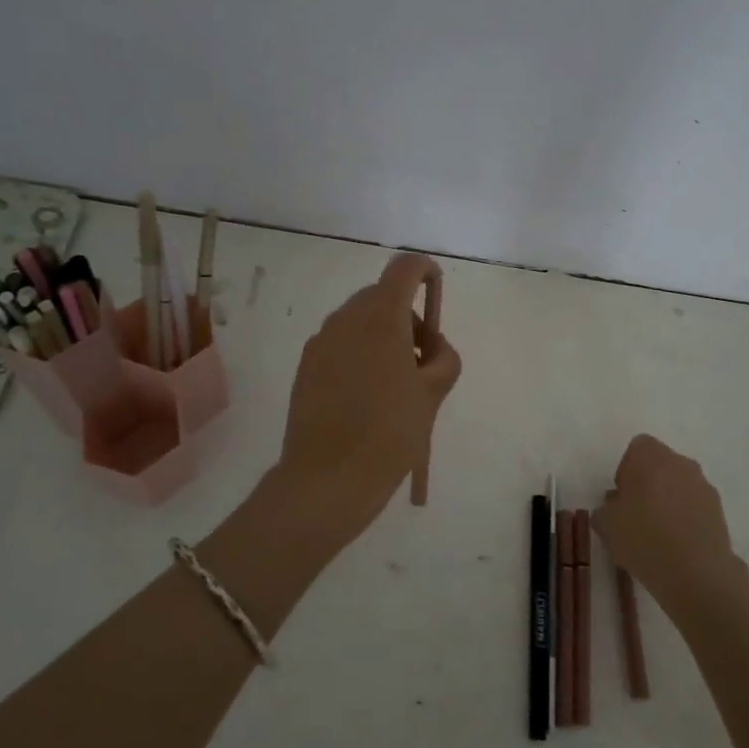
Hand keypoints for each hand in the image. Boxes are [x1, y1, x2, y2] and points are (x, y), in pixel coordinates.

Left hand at [275, 252, 461, 541]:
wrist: (328, 478)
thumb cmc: (390, 433)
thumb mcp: (433, 394)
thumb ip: (443, 358)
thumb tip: (430, 347)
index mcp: (380, 317)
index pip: (405, 268)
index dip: (426, 273)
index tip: (436, 299)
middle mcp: (346, 319)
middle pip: (383, 297)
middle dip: (407, 319)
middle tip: (421, 365)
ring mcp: (321, 342)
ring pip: (360, 322)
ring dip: (383, 339)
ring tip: (394, 389)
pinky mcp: (305, 366)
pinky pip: (340, 345)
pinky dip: (359, 356)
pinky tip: (365, 400)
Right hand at [592, 435, 748, 617]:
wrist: (696, 573)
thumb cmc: (643, 538)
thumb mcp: (606, 524)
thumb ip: (605, 509)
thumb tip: (615, 506)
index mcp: (651, 457)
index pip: (637, 447)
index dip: (626, 469)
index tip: (621, 496)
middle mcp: (681, 463)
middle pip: (660, 465)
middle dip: (648, 484)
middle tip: (635, 514)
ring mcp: (704, 487)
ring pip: (679, 485)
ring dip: (668, 501)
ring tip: (656, 534)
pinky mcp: (719, 512)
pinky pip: (694, 506)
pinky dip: (685, 518)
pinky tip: (675, 546)